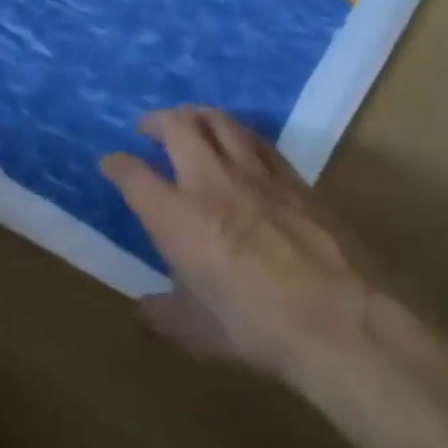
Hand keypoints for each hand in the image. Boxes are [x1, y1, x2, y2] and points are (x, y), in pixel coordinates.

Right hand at [102, 108, 373, 383]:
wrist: (337, 319)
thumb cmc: (256, 328)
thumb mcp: (197, 332)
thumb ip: (163, 317)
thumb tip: (141, 312)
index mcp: (177, 217)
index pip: (134, 176)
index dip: (116, 165)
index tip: (110, 163)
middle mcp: (211, 182)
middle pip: (177, 128)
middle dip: (155, 121)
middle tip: (146, 126)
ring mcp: (255, 174)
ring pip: (220, 122)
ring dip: (197, 115)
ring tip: (189, 119)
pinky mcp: (292, 178)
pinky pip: (258, 140)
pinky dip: (238, 132)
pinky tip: (240, 140)